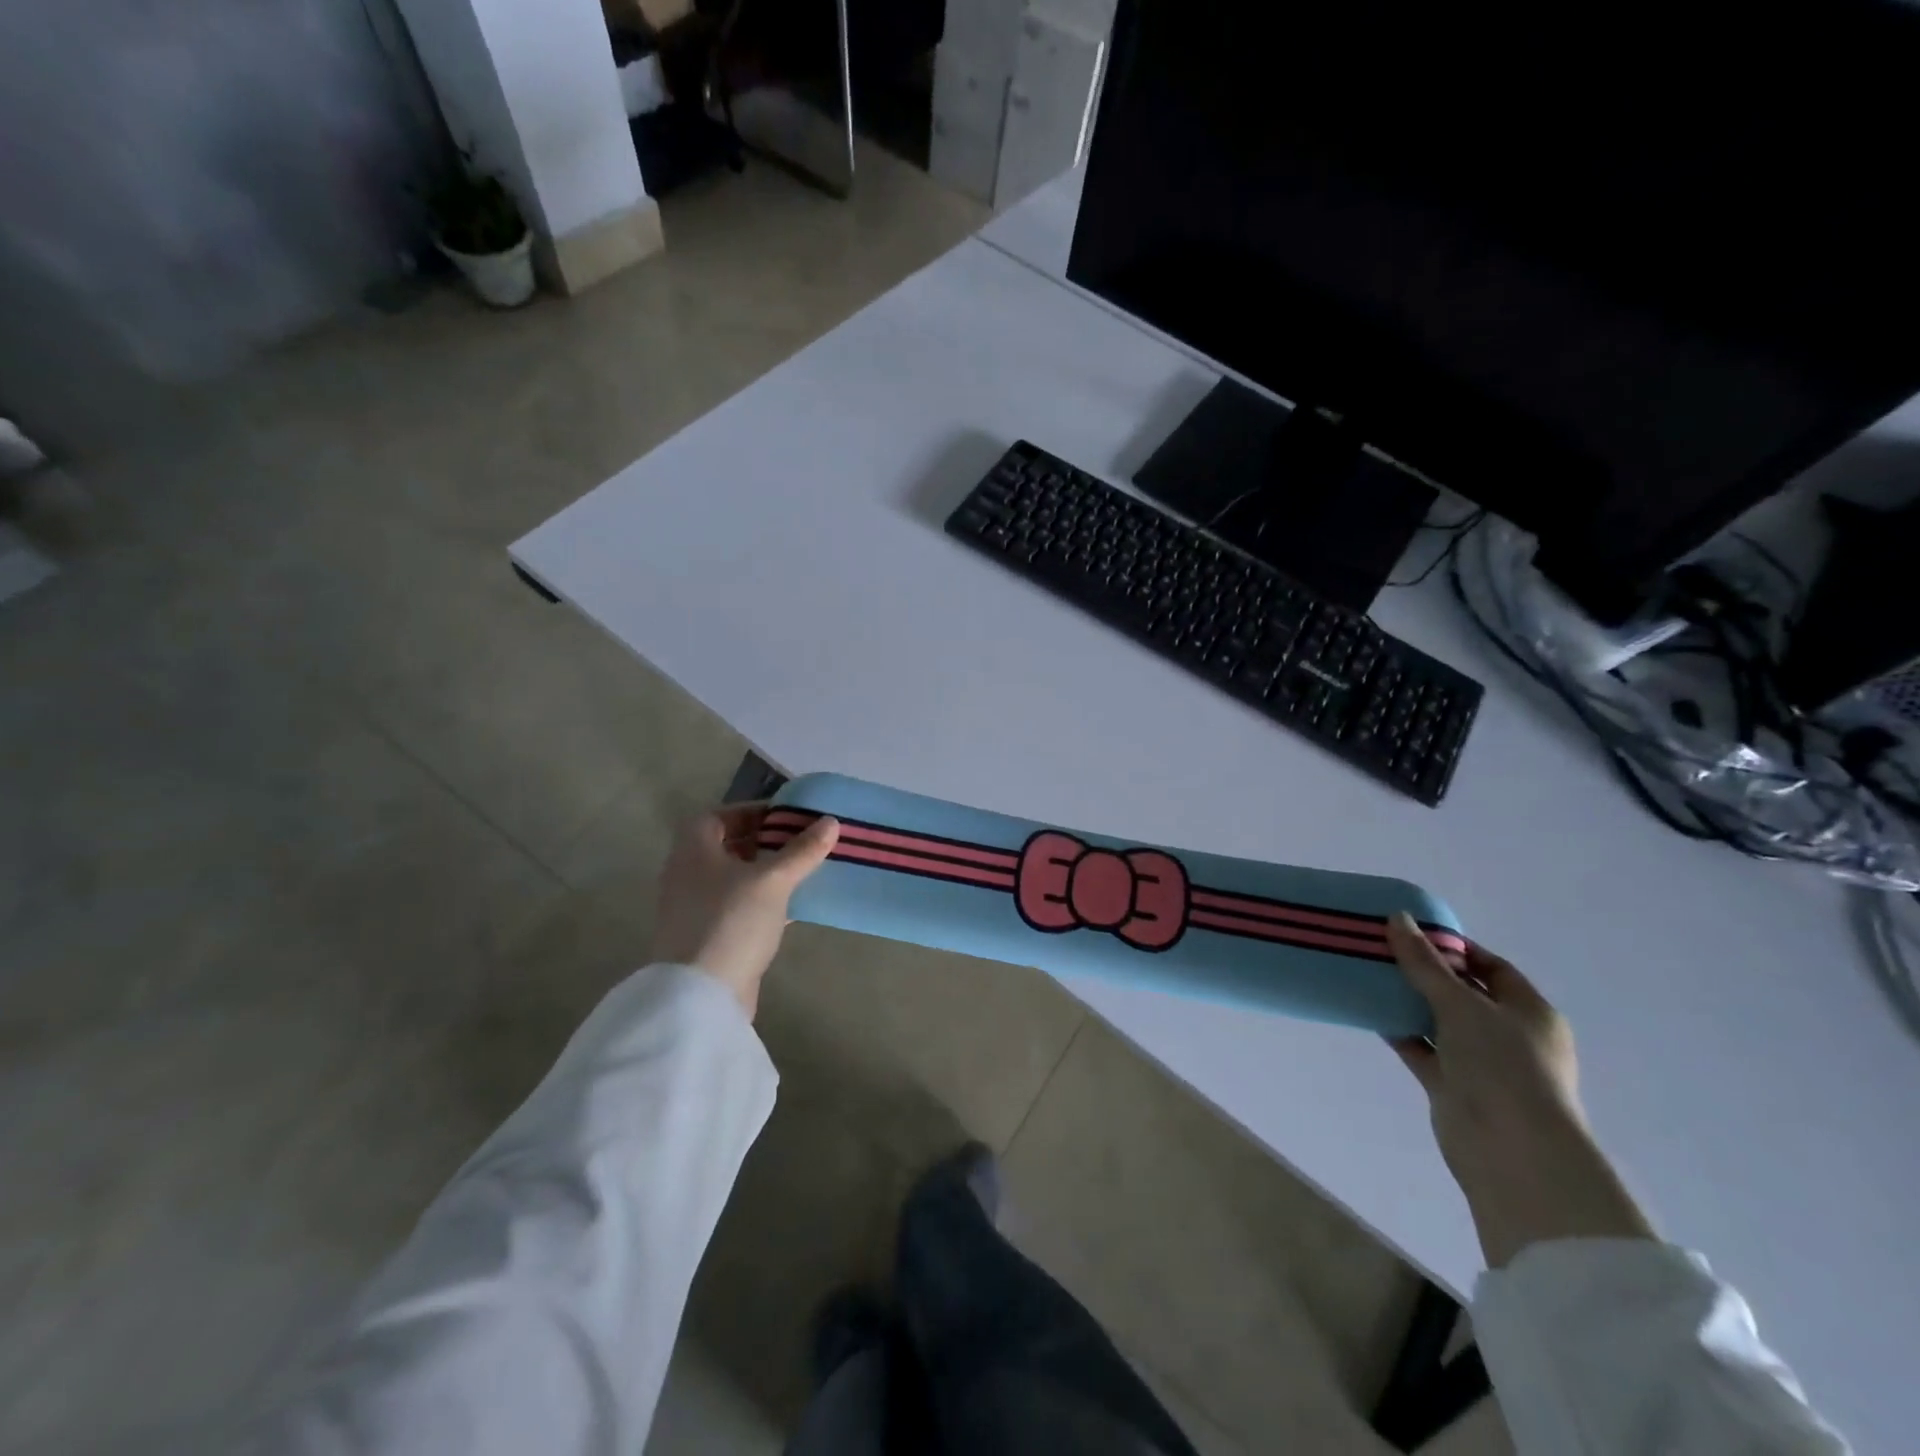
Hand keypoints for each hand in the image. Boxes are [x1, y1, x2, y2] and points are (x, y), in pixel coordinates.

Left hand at [651, 803, 839, 1017]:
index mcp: (693, 851)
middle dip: (763, 842)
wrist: (701, 995)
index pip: (718, 816)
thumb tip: (831, 821)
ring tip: (802, 871)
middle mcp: (687, 875)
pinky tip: (791, 908)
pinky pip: (737, 908)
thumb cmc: (731, 922)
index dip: (751, 812)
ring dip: (764, 873)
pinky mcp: (708, 937)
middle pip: (726, 847)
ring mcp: (694, 909)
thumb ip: (802, 850)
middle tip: (800, 842)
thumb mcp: (773, 880)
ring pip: (733, 879)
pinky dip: (762, 902)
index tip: (786, 817)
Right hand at [1386, 913, 1654, 1267]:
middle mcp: (1510, 1035)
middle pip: (1463, 993)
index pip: (1491, 967)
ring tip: (1368, 974)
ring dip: (1409, 1002)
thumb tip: (1398, 918)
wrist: (1510, 1151)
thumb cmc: (1501, 1065)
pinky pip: (1424, 1049)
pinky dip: (1401, 1031)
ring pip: (1440, 1022)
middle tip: (1382, 950)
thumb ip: (1425, 963)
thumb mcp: (1460, 1004)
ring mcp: (1482, 1063)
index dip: (1454, 948)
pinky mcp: (1455, 1086)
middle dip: (1425, 973)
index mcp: (1529, 1011)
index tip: (1413, 932)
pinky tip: (1370, 1011)